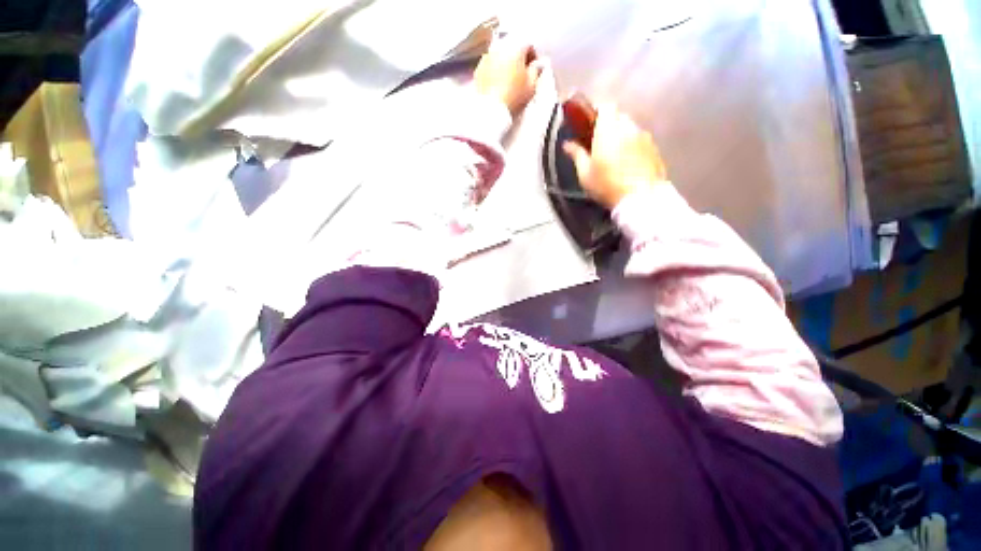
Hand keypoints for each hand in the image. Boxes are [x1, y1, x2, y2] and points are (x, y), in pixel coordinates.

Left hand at [474, 39, 543, 116]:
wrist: (491, 109)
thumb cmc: (514, 97)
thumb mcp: (531, 86)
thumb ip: (536, 71)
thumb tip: (538, 63)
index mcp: (516, 47)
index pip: (528, 45)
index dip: (533, 57)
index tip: (534, 69)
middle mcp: (500, 47)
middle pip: (512, 48)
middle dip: (518, 58)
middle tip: (521, 74)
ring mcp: (487, 57)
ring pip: (500, 55)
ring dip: (505, 63)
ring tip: (508, 79)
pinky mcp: (478, 69)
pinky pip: (489, 65)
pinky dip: (494, 70)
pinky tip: (497, 83)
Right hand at [563, 104, 668, 208]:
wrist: (640, 198)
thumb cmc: (607, 185)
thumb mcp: (585, 173)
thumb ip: (577, 155)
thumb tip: (567, 144)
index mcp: (608, 129)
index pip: (605, 107)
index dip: (597, 113)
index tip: (589, 125)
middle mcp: (628, 127)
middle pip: (619, 116)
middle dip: (609, 124)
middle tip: (599, 142)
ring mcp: (644, 137)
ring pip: (631, 128)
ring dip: (622, 135)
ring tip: (615, 154)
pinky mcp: (655, 149)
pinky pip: (641, 140)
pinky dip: (633, 146)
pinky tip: (628, 162)